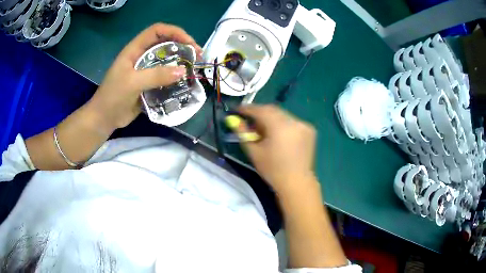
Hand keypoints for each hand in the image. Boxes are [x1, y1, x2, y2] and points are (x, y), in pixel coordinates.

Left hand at [88, 23, 202, 129]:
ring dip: (181, 63)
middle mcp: (141, 56)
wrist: (105, 119)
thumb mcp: (132, 83)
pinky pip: (165, 77)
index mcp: (135, 49)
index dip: (174, 32)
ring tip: (194, 69)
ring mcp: (145, 70)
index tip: (189, 43)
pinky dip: (175, 79)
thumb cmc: (113, 96)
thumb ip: (156, 75)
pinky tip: (184, 83)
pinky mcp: (149, 84)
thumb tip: (183, 71)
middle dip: (182, 46)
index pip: (157, 31)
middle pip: (165, 43)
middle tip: (197, 56)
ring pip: (166, 60)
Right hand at [235, 105, 316, 192]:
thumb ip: (243, 133)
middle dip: (260, 113)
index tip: (238, 109)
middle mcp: (294, 122)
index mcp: (280, 126)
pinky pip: (292, 122)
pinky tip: (279, 136)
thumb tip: (234, 120)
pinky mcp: (310, 130)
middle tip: (250, 120)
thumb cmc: (272, 170)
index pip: (261, 110)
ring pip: (283, 115)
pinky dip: (283, 125)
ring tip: (264, 131)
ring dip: (272, 119)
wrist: (297, 183)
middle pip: (273, 110)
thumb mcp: (254, 151)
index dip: (248, 108)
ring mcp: (304, 125)